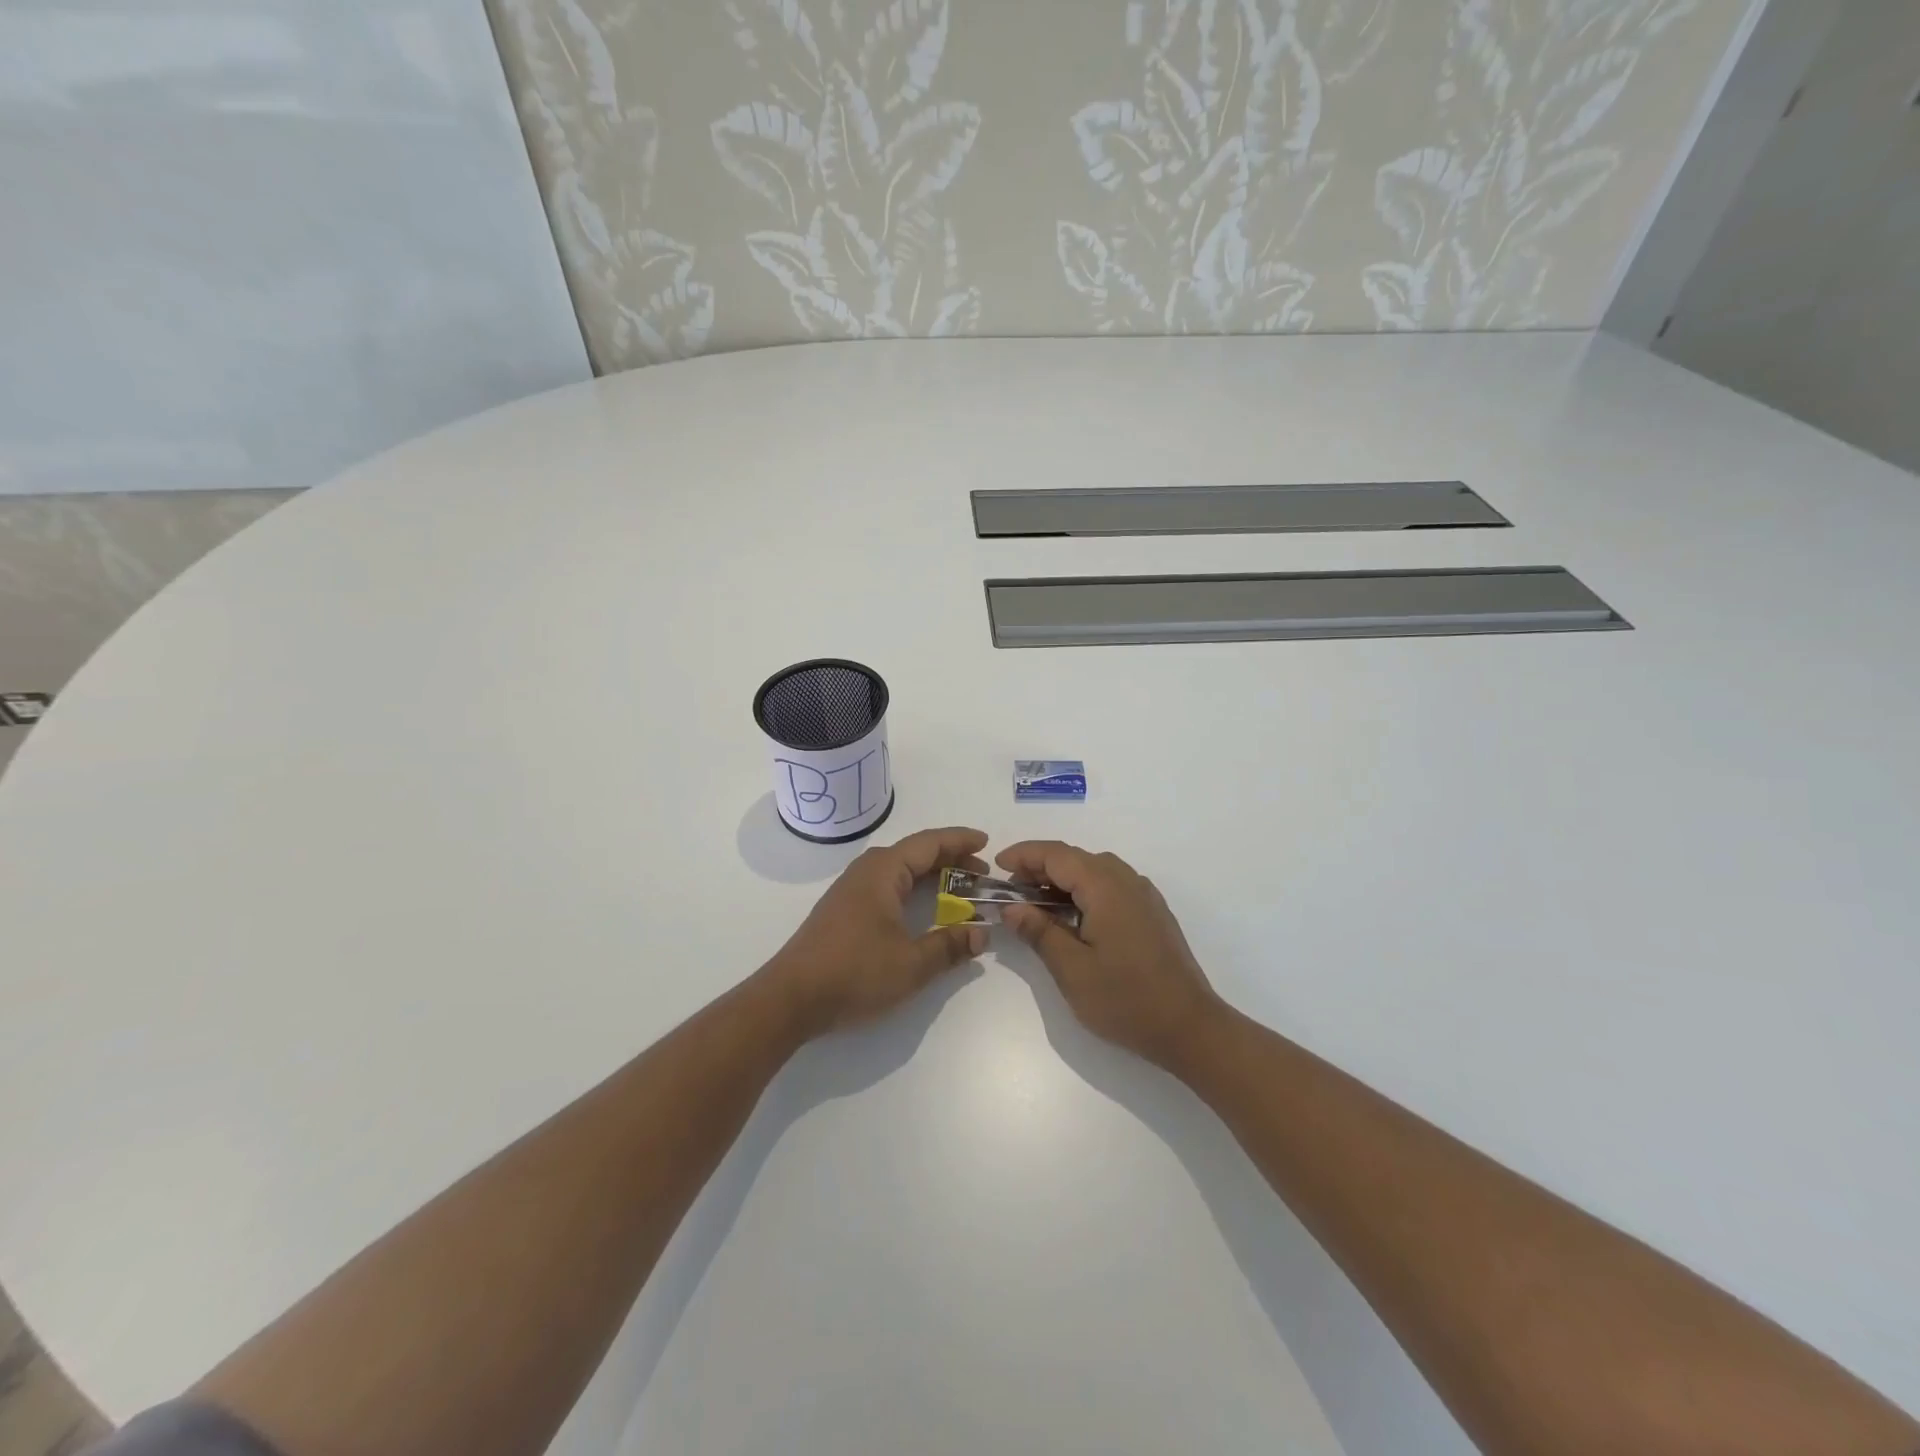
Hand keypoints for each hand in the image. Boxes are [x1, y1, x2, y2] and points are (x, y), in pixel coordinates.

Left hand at [764, 826, 991, 1036]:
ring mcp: (851, 890)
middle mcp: (866, 871)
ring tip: (960, 888)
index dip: (959, 841)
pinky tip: (922, 908)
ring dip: (931, 875)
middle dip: (950, 859)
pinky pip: (887, 885)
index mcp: (882, 871)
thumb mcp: (911, 964)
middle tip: (982, 873)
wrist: (790, 999)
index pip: (928, 843)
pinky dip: (913, 889)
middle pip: (915, 853)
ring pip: (899, 870)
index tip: (986, 842)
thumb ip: (949, 946)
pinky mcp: (843, 911)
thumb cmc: (854, 973)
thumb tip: (981, 934)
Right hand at [996, 841, 1225, 1070]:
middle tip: (1012, 891)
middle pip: (1076, 858)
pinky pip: (1111, 886)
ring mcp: (1144, 896)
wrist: (1190, 1028)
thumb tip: (1013, 908)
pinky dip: (1085, 891)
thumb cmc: (1126, 1000)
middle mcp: (1127, 881)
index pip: (1057, 854)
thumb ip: (1040, 932)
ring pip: (1095, 871)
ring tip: (1036, 904)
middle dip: (1040, 867)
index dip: (1024, 855)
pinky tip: (1073, 918)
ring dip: (1063, 879)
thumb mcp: (1072, 970)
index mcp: (1106, 887)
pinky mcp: (1152, 913)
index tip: (997, 867)